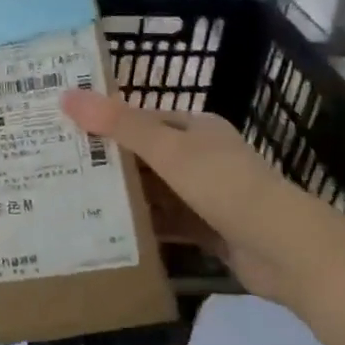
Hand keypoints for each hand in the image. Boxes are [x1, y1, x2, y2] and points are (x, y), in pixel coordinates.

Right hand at [60, 90, 302, 301]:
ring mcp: (207, 196)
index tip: (64, 131)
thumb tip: (67, 95)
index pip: (141, 119)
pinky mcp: (209, 230)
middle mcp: (201, 157)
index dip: (105, 123)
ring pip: (155, 192)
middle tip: (59, 169)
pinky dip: (143, 227)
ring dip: (124, 197)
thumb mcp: (168, 149)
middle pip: (146, 156)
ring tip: (73, 202)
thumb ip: (119, 124)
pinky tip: (108, 233)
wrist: (285, 250)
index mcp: (196, 128)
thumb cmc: (224, 185)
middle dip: (109, 163)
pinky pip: (168, 224)